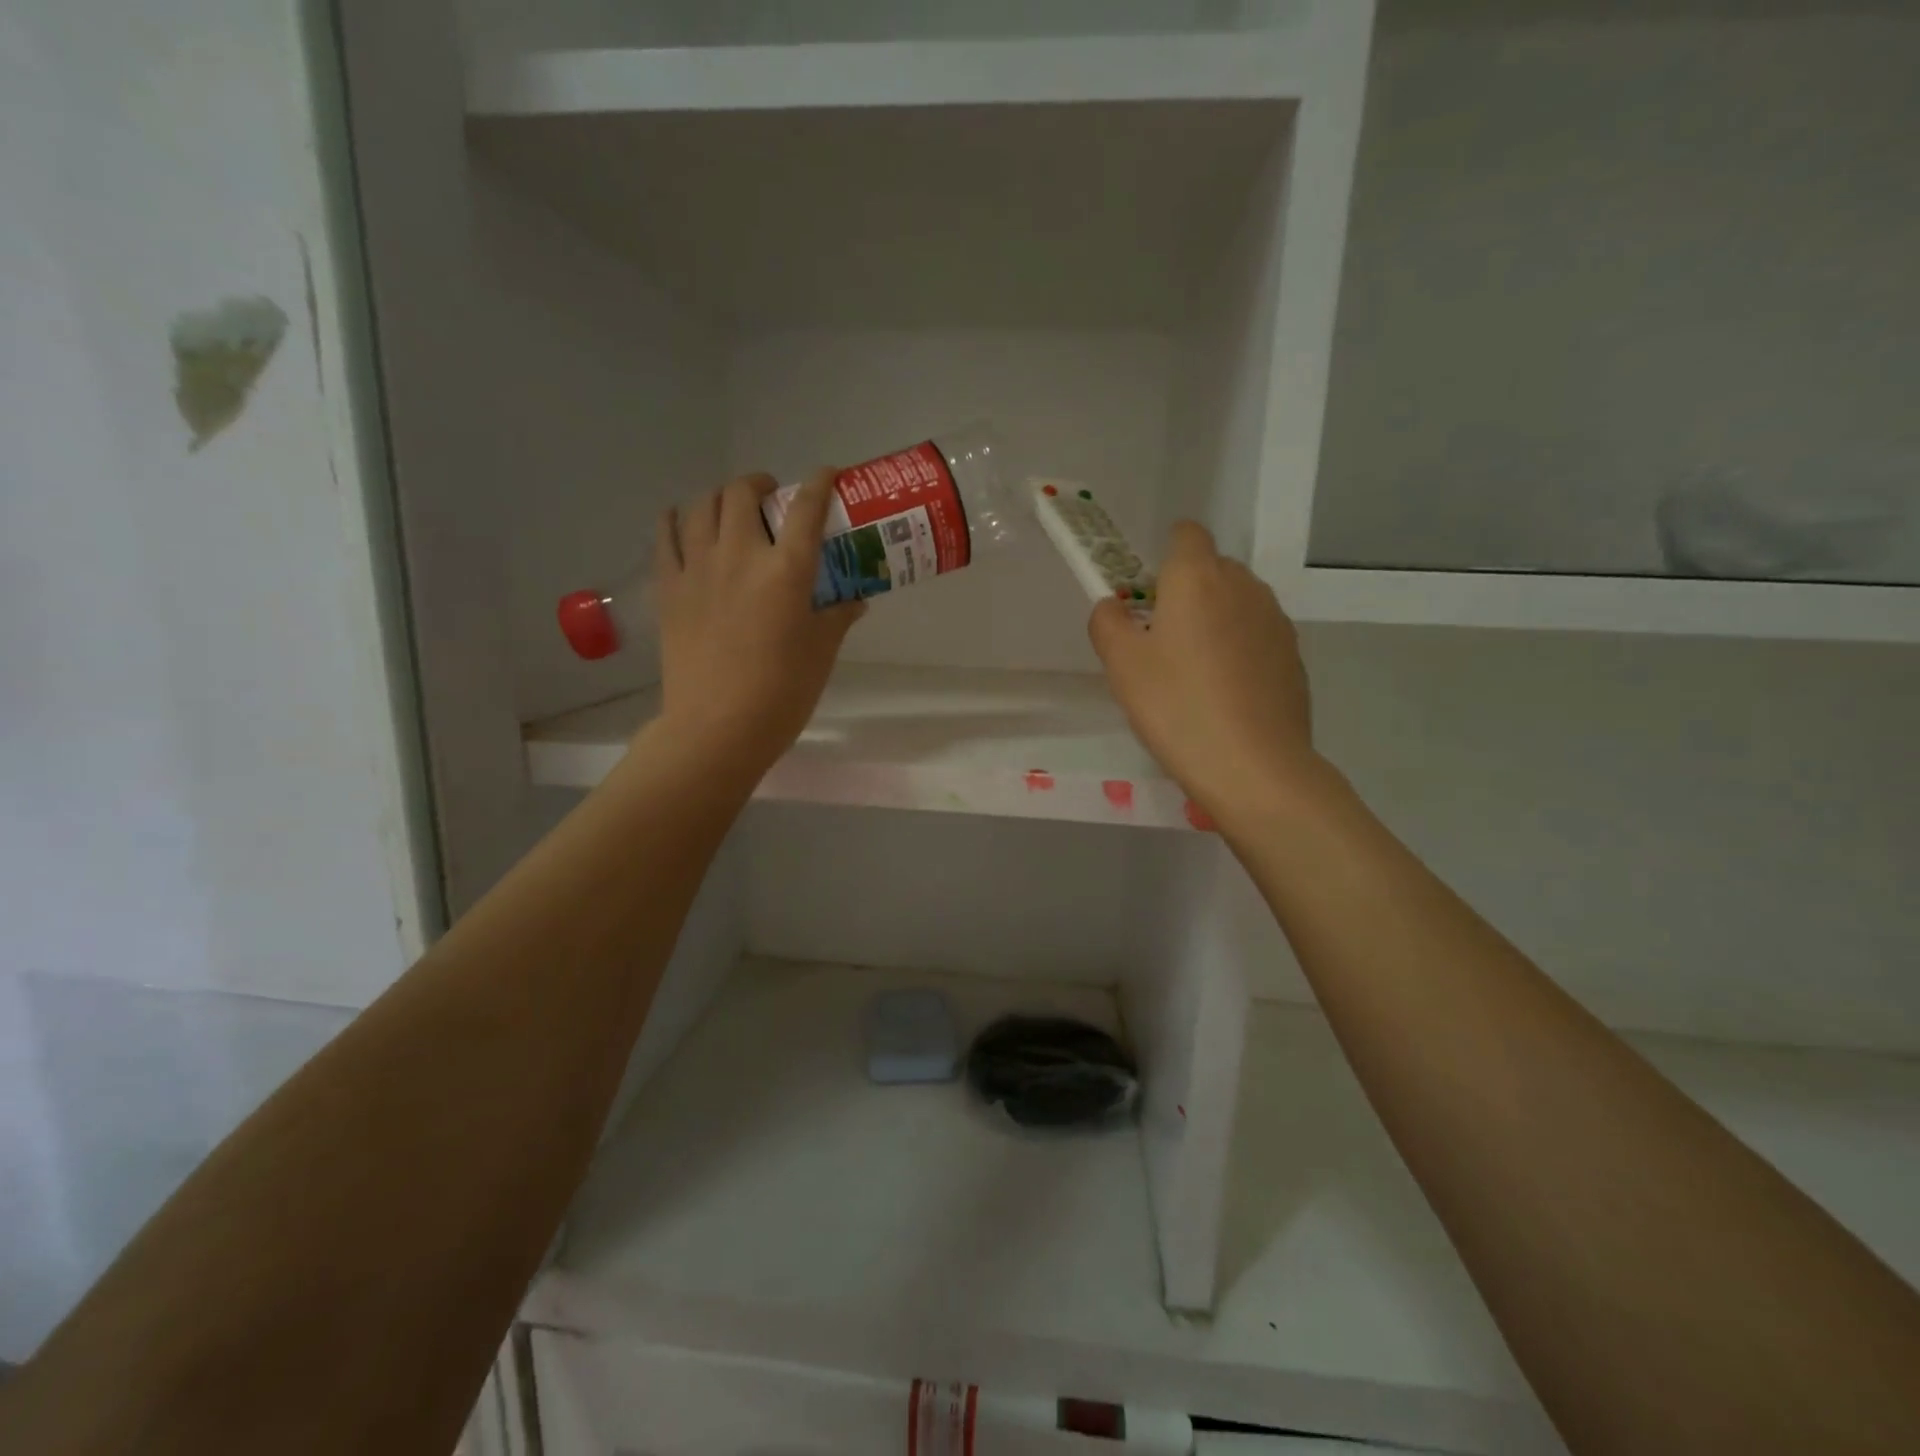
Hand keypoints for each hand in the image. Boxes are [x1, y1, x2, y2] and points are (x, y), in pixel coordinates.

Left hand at [652, 469, 861, 779]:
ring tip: (731, 510)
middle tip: (772, 499)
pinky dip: (677, 519)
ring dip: (720, 497)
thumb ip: (838, 617)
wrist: (718, 728)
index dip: (818, 483)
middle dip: (760, 485)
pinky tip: (684, 523)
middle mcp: (741, 555)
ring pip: (702, 506)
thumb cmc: (782, 693)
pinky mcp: (669, 588)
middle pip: (742, 493)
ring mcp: (698, 569)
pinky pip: (665, 536)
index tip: (825, 474)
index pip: (806, 508)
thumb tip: (854, 600)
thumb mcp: (822, 653)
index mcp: (787, 571)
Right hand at [1090, 521, 1321, 819]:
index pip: (1186, 533)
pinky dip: (1239, 650)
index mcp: (1197, 577)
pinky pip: (1257, 636)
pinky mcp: (1293, 655)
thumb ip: (1108, 622)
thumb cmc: (1176, 707)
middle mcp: (1243, 585)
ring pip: (1237, 603)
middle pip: (1212, 568)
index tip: (1148, 594)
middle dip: (1187, 592)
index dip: (1165, 555)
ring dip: (1215, 621)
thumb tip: (1114, 607)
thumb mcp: (1121, 665)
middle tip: (1161, 642)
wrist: (1253, 765)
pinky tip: (1226, 696)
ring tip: (1195, 674)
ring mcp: (1275, 620)